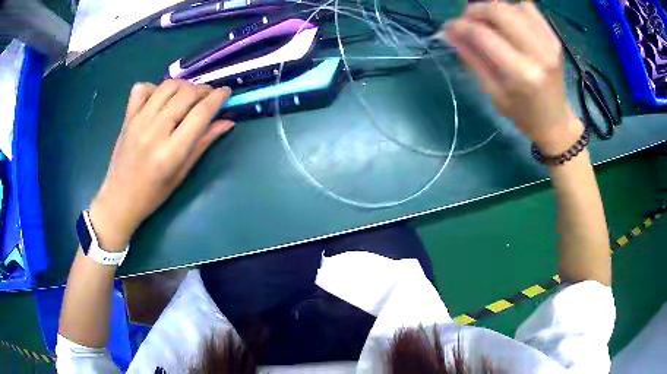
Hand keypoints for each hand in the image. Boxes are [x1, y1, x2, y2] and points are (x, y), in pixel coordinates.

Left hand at [89, 80, 233, 249]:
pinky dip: (154, 87)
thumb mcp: (181, 174)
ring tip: (188, 95)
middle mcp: (154, 132)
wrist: (119, 199)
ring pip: (167, 86)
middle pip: (185, 94)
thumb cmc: (153, 194)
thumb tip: (227, 122)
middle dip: (203, 90)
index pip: (200, 113)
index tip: (227, 91)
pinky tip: (160, 98)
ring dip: (183, 85)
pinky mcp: (127, 118)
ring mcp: (138, 122)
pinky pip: (142, 88)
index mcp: (171, 152)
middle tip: (208, 96)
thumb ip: (203, 144)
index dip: (218, 98)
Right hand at [443, 1, 581, 153]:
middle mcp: (538, 53)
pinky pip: (529, 8)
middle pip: (499, 10)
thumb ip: (472, 58)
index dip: (461, 26)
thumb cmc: (523, 115)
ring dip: (494, 10)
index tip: (449, 28)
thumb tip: (450, 32)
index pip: (483, 34)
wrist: (556, 122)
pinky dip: (513, 9)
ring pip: (513, 5)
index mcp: (521, 74)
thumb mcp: (493, 93)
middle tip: (468, 21)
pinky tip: (508, 22)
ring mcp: (549, 43)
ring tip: (489, 23)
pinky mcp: (554, 38)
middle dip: (476, 10)